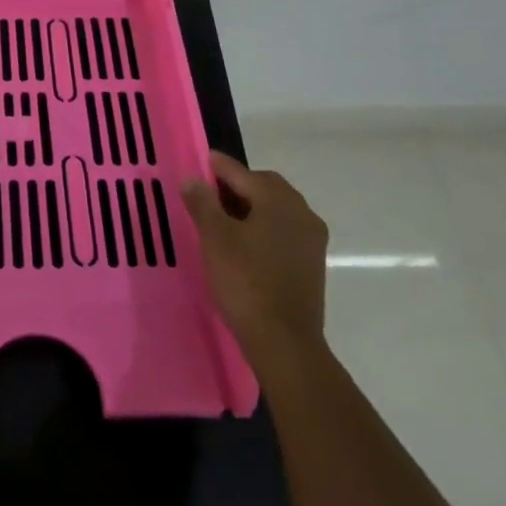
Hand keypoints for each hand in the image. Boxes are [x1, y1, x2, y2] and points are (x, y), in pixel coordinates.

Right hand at [182, 150, 329, 360]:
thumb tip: (192, 178)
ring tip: (224, 220)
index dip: (218, 167)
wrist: (285, 343)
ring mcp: (311, 240)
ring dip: (252, 207)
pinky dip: (265, 228)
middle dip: (238, 186)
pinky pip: (285, 231)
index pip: (242, 172)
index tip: (201, 162)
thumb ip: (202, 202)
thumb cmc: (246, 282)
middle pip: (265, 186)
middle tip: (210, 194)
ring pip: (277, 209)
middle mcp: (301, 212)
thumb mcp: (215, 238)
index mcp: (278, 200)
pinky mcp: (313, 264)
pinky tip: (246, 244)